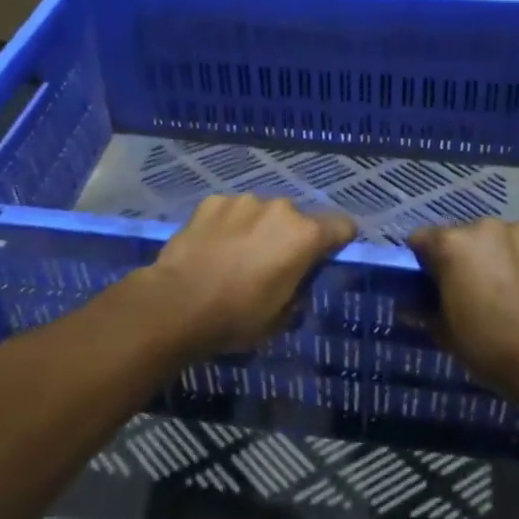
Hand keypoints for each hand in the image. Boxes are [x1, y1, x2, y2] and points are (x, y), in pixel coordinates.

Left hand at [140, 195, 356, 359]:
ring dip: (257, 228)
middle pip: (297, 219)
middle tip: (271, 264)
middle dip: (289, 237)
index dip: (339, 240)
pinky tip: (212, 247)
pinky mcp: (213, 201)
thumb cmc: (236, 317)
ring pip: (261, 212)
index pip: (342, 226)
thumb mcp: (281, 317)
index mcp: (305, 236)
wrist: (176, 304)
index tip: (327, 255)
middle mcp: (280, 208)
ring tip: (236, 256)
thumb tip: (297, 280)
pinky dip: (228, 224)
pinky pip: (230, 211)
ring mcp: (244, 201)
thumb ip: (299, 290)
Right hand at [408, 219, 518, 410]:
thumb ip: (424, 311)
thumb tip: (408, 305)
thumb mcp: (447, 335)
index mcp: (453, 245)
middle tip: (480, 290)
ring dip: (506, 255)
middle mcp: (487, 227)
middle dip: (471, 257)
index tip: (435, 283)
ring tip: (518, 288)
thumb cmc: (493, 350)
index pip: (424, 239)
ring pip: (507, 237)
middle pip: (469, 236)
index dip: (426, 261)